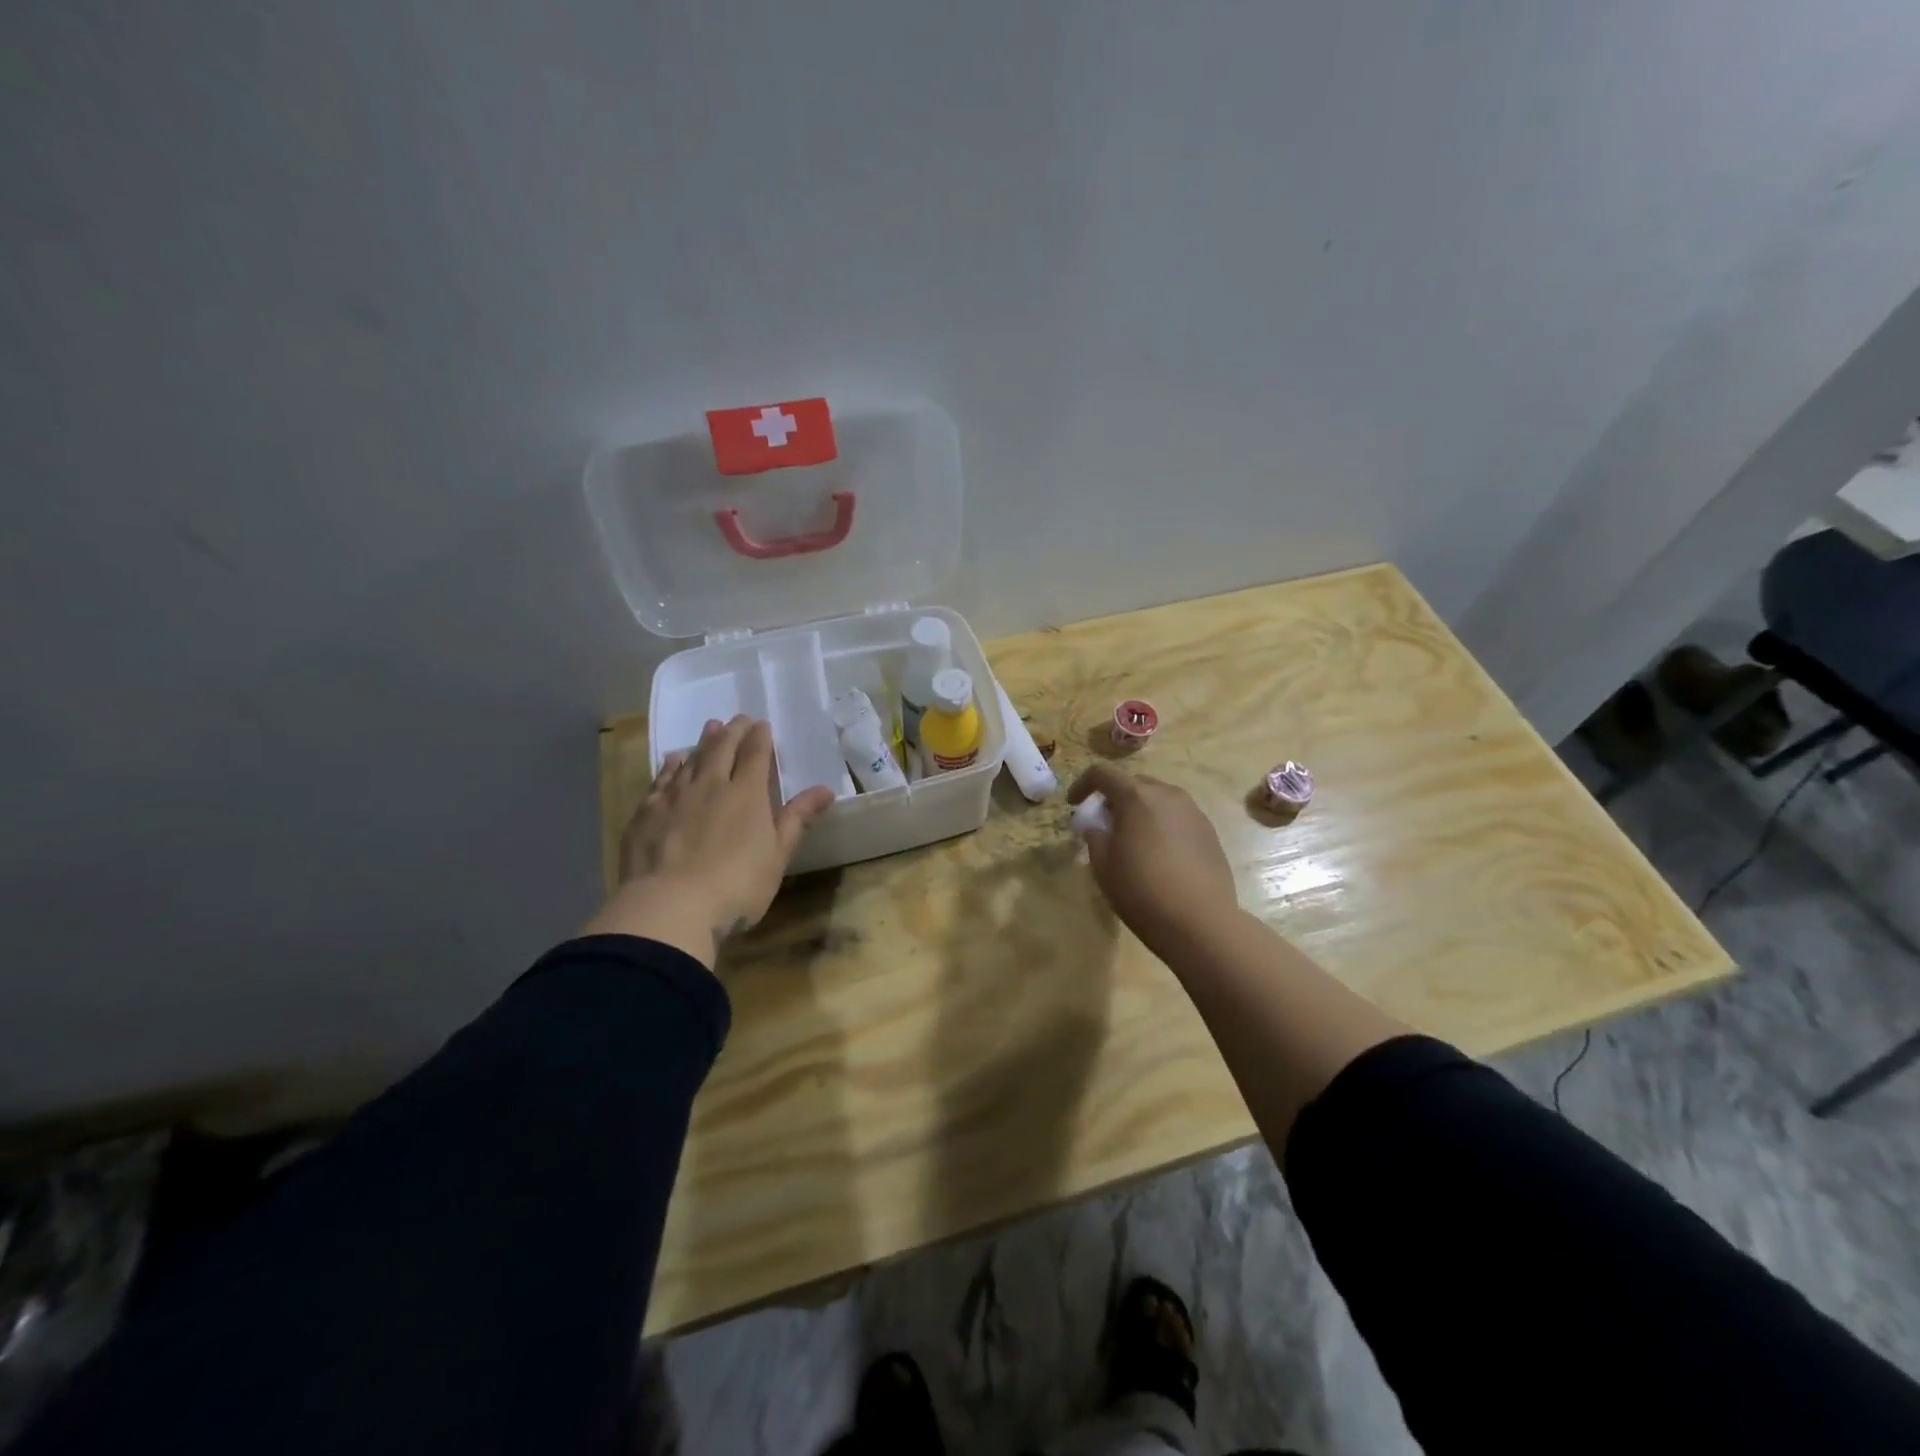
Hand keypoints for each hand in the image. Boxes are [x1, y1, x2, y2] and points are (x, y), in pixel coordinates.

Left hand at [583, 715, 835, 966]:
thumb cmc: (737, 885)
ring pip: (691, 760)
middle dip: (733, 732)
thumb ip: (798, 819)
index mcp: (747, 794)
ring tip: (710, 728)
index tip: (762, 725)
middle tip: (738, 719)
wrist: (670, 907)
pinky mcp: (646, 814)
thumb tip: (825, 789)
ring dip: (703, 742)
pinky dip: (670, 766)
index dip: (760, 737)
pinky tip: (673, 760)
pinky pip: (661, 780)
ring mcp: (674, 797)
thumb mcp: (778, 855)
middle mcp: (710, 785)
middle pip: (722, 749)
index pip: (755, 754)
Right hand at [1068, 763, 1237, 961]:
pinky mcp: (1209, 832)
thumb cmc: (1142, 891)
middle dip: (1114, 798)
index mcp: (1137, 797)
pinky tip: (1159, 855)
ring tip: (1133, 840)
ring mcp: (1193, 812)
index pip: (1103, 773)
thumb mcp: (1103, 866)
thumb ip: (1095, 837)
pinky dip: (1162, 825)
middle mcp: (1168, 795)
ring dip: (1140, 811)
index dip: (1082, 785)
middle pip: (1134, 783)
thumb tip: (1097, 827)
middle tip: (1104, 824)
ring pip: (1159, 799)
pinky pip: (1178, 817)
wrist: (1200, 922)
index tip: (1074, 805)